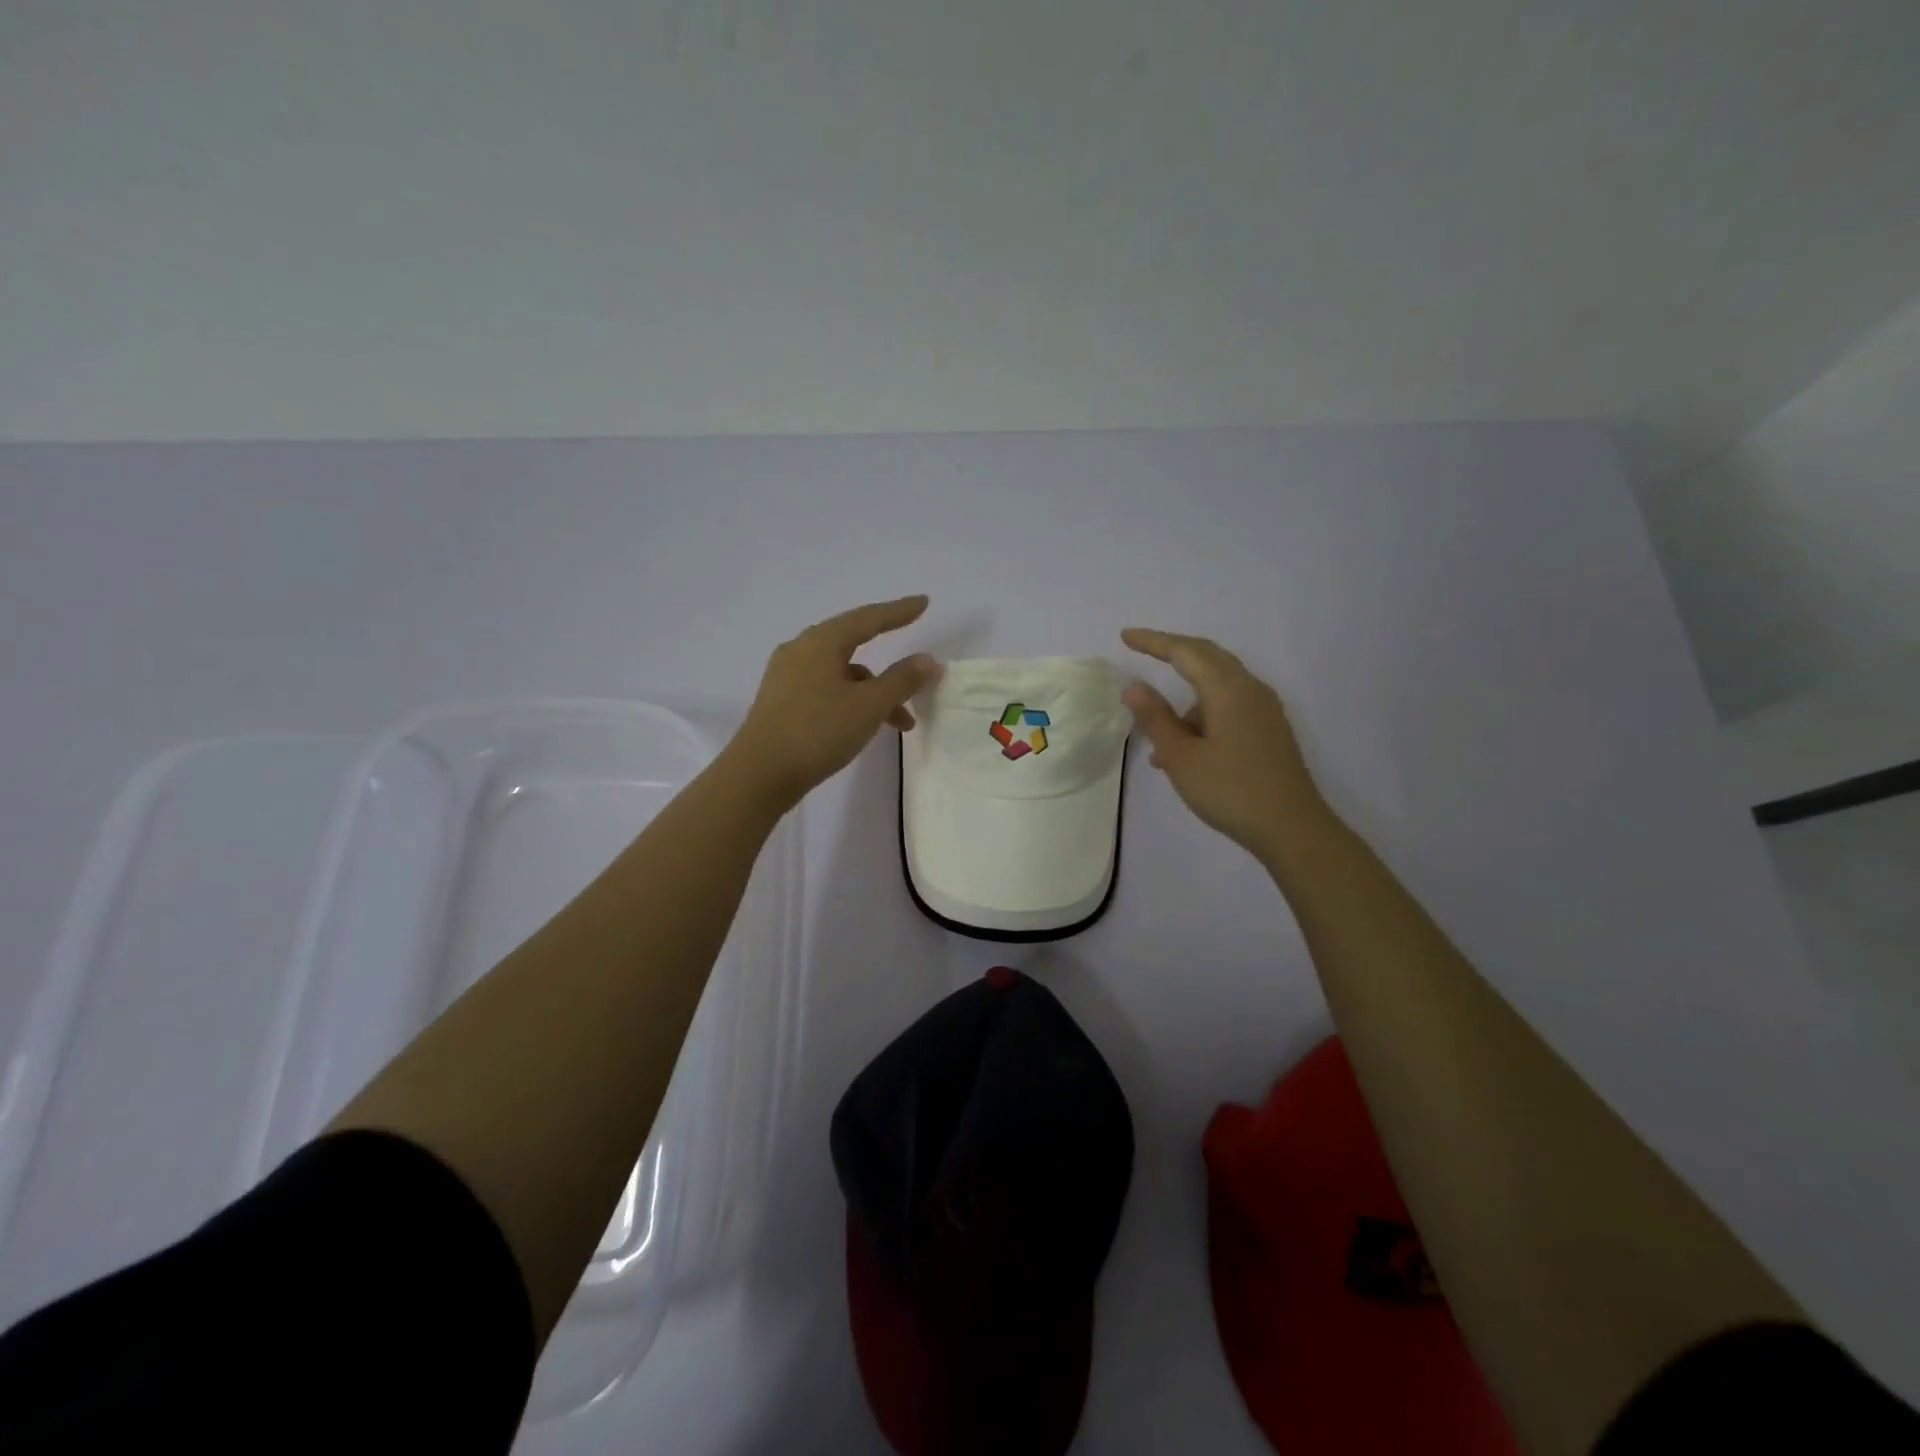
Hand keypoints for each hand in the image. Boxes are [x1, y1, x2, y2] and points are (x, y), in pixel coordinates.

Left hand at [728, 595, 942, 811]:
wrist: (759, 775)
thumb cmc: (817, 731)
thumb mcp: (869, 705)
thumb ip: (902, 680)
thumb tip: (928, 660)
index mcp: (821, 642)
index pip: (868, 618)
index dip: (899, 612)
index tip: (924, 602)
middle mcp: (801, 650)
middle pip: (854, 645)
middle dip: (890, 665)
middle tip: (917, 671)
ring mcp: (787, 677)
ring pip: (843, 674)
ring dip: (875, 692)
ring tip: (902, 723)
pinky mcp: (782, 702)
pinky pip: (827, 690)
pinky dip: (853, 701)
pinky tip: (865, 727)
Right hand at [1119, 628, 1330, 863]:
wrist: (1292, 828)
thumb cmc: (1230, 790)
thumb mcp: (1181, 757)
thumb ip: (1155, 718)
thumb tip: (1133, 686)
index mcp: (1227, 690)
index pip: (1185, 652)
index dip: (1153, 642)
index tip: (1125, 636)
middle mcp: (1250, 690)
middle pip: (1208, 657)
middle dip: (1174, 652)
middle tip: (1142, 650)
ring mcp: (1264, 710)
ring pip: (1218, 686)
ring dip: (1186, 700)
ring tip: (1158, 742)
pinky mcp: (1269, 730)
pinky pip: (1229, 706)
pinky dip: (1202, 716)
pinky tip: (1185, 752)